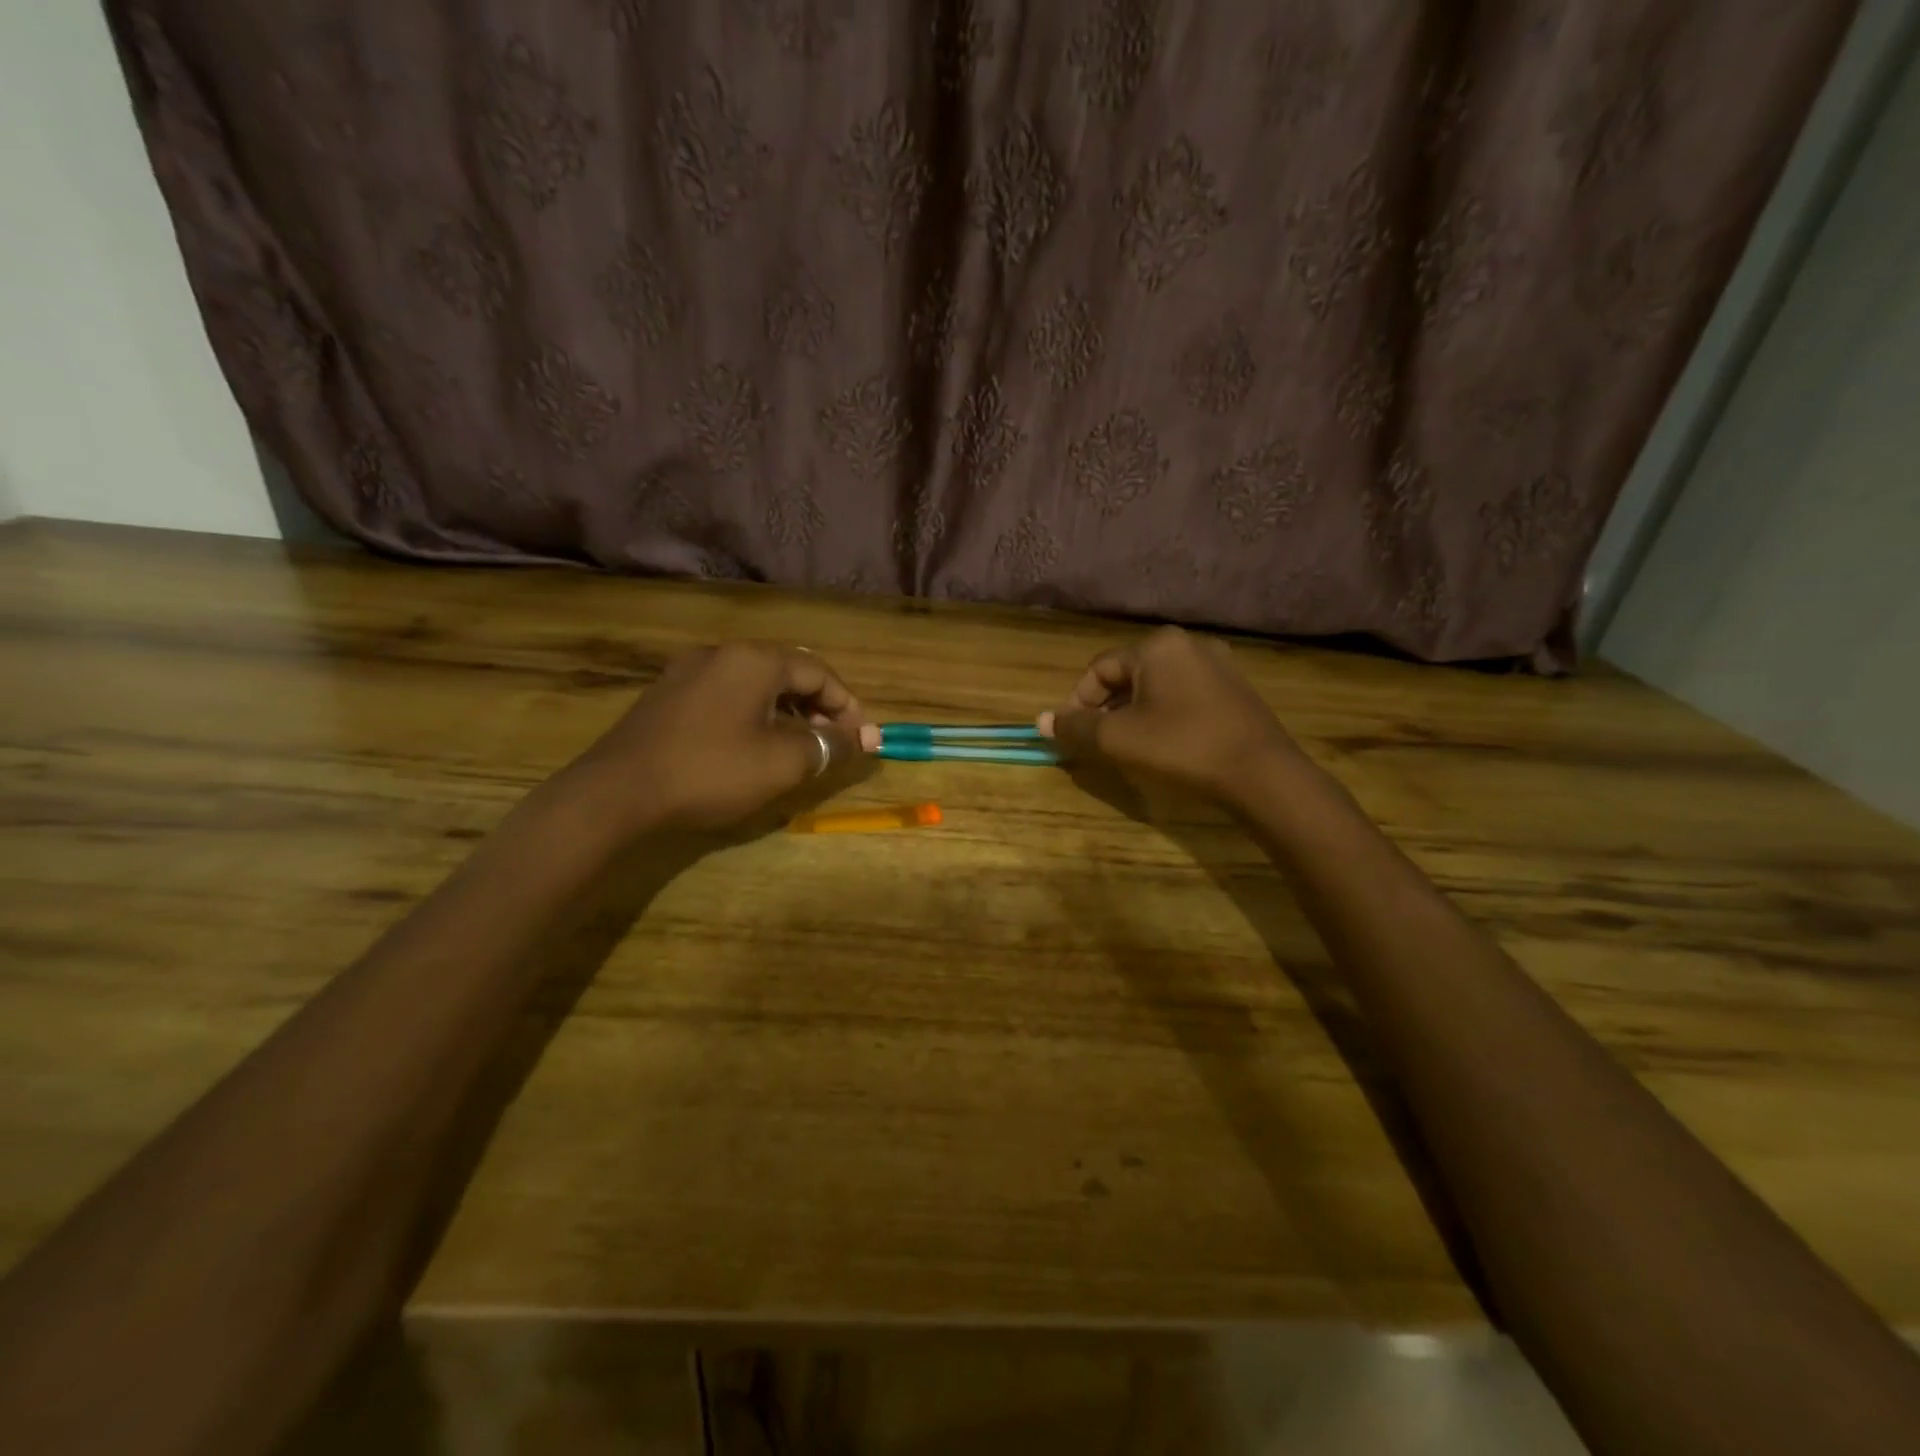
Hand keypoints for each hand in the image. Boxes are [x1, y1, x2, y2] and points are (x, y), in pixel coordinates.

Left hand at [569, 642, 868, 832]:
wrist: (617, 793)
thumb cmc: (711, 771)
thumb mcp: (783, 763)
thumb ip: (830, 745)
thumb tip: (866, 738)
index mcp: (754, 660)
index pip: (819, 672)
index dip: (848, 706)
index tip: (862, 740)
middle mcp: (721, 653)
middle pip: (787, 671)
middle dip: (819, 707)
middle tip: (833, 742)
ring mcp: (688, 671)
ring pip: (755, 684)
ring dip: (787, 711)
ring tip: (799, 747)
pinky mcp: (667, 695)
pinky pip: (727, 695)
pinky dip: (754, 714)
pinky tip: (754, 745)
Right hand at [1037, 626, 1306, 803]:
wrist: (1262, 775)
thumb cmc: (1182, 748)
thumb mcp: (1117, 740)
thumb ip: (1075, 728)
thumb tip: (1040, 721)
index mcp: (1157, 646)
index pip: (1098, 670)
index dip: (1077, 703)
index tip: (1071, 736)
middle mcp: (1188, 645)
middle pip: (1128, 675)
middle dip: (1106, 709)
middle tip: (1098, 744)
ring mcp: (1218, 666)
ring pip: (1156, 687)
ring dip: (1133, 714)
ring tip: (1128, 748)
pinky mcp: (1236, 690)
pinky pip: (1184, 696)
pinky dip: (1164, 716)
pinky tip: (1165, 745)